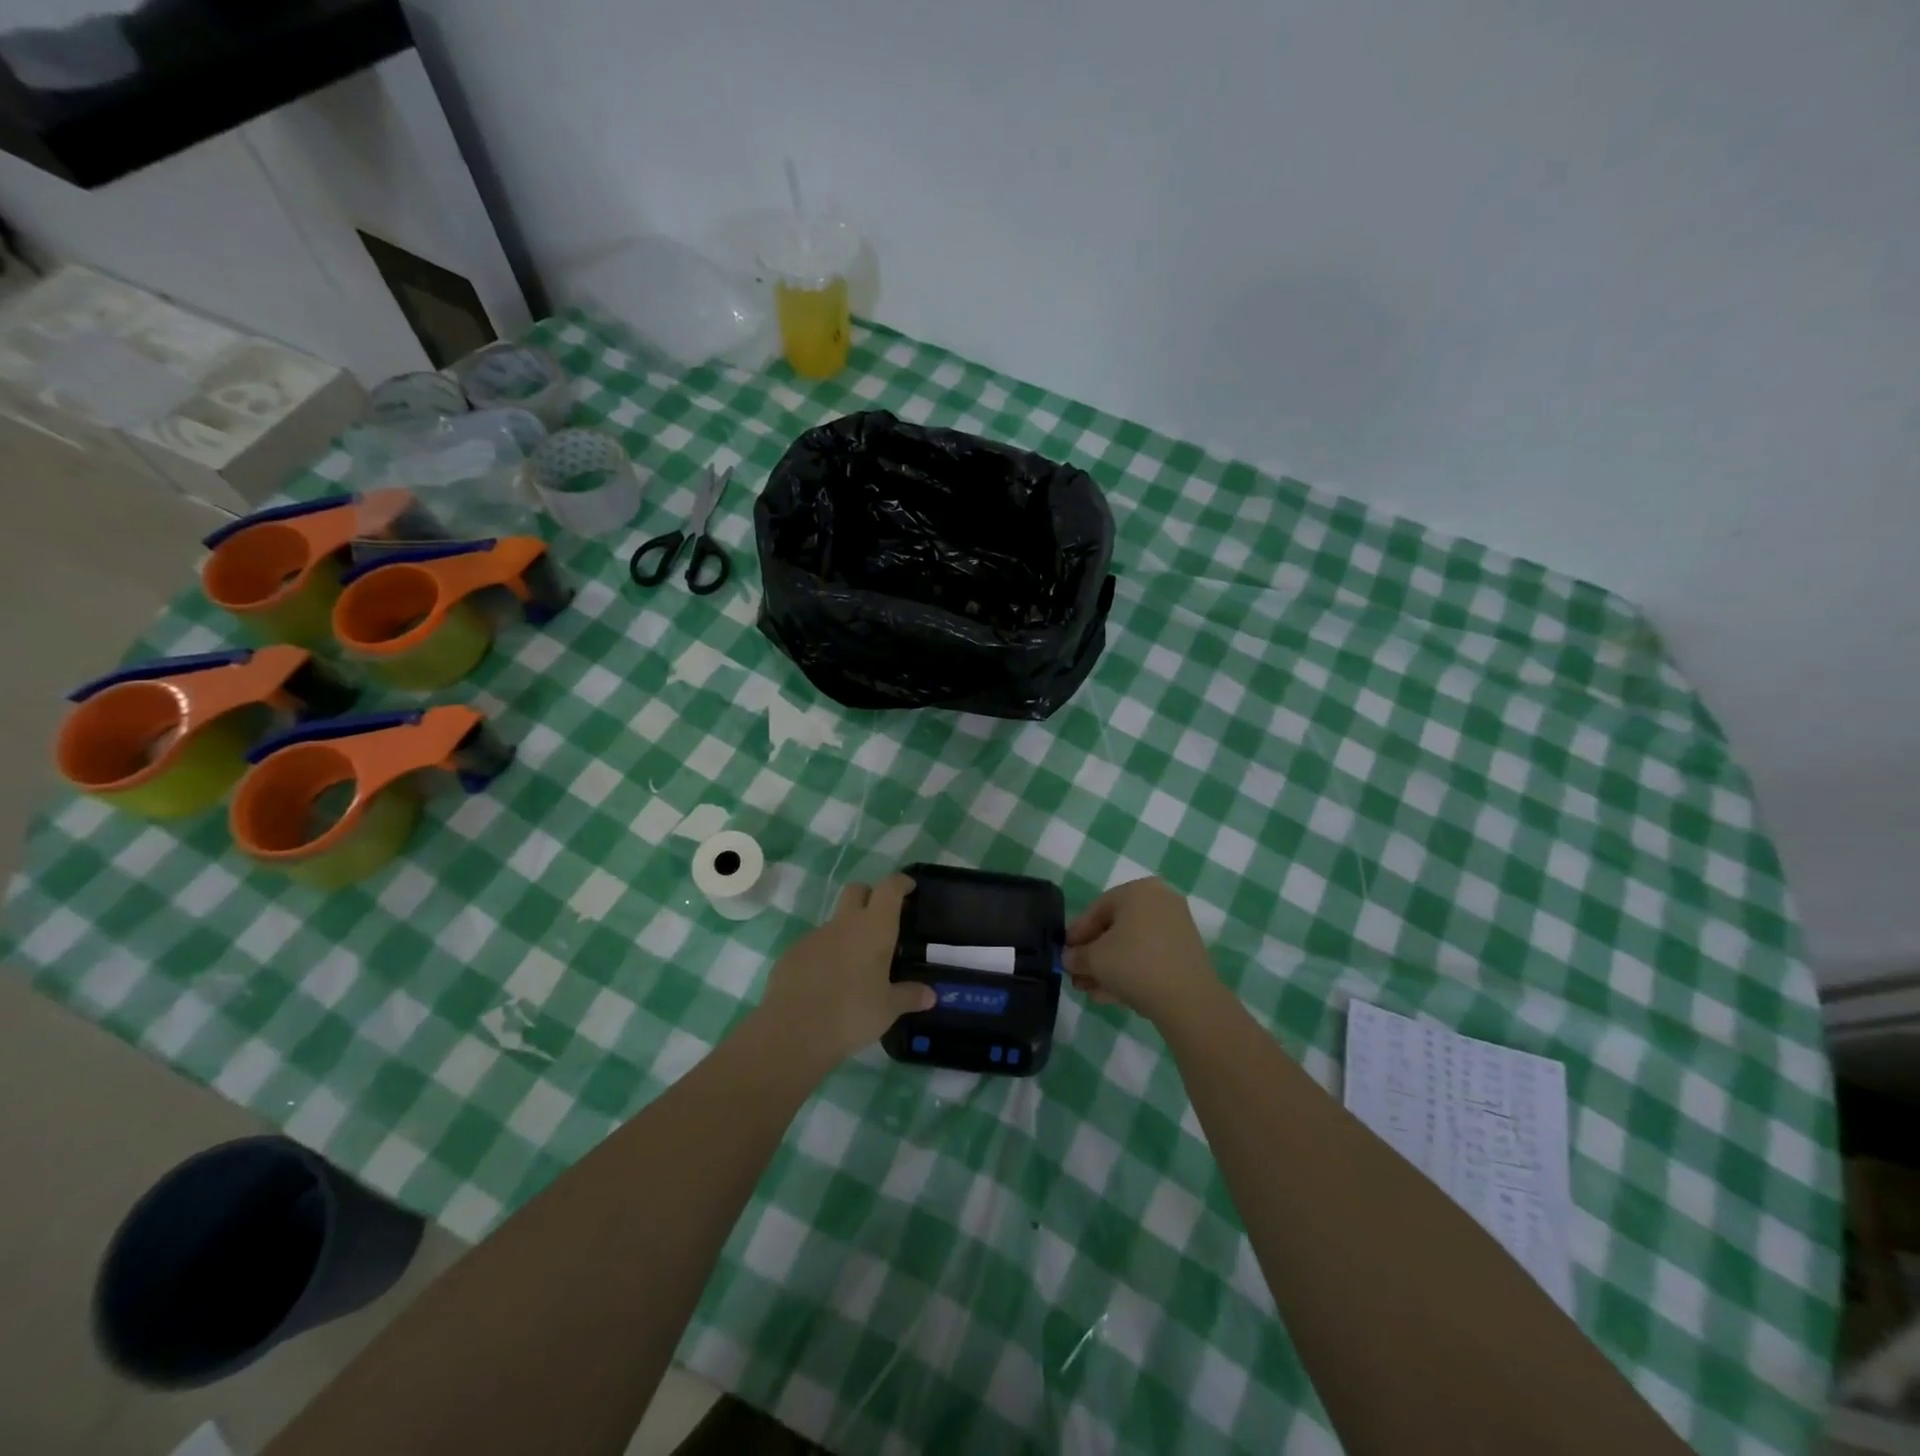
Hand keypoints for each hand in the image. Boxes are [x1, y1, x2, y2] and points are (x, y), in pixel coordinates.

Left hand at [755, 874, 935, 1063]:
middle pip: (857, 890)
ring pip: (835, 921)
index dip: (900, 882)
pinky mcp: (792, 953)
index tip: (909, 887)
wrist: (793, 1030)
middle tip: (881, 919)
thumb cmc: (852, 1013)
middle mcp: (844, 923)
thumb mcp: (888, 1009)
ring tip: (854, 965)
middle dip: (870, 896)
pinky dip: (825, 955)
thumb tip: (930, 995)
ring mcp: (815, 936)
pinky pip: (814, 945)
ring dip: (847, 932)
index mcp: (874, 928)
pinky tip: (826, 982)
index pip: (890, 888)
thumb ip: (909, 996)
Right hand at [1064, 877, 1220, 1024]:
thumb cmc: (1134, 964)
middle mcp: (1160, 901)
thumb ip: (1076, 956)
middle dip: (1093, 955)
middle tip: (1077, 975)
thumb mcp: (1094, 959)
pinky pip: (1149, 958)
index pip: (1097, 909)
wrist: (1188, 999)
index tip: (1064, 953)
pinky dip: (1130, 972)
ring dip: (1109, 968)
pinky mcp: (1186, 954)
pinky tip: (1111, 995)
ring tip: (1090, 990)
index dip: (1077, 933)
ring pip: (1132, 946)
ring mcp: (1176, 928)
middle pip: (1116, 928)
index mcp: (1138, 891)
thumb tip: (1070, 959)